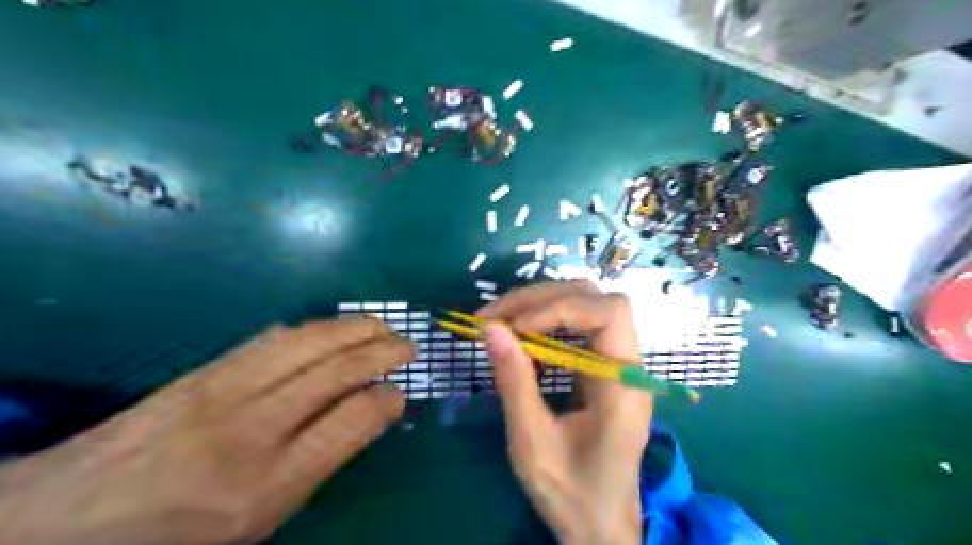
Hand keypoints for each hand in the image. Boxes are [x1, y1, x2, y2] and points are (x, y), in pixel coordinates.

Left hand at [0, 316, 412, 543]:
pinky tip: (329, 330)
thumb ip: (320, 461)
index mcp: (268, 484)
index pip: (352, 422)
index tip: (401, 393)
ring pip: (308, 342)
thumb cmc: (180, 531)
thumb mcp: (261, 518)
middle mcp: (250, 430)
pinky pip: (272, 338)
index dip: (387, 400)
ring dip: (354, 329)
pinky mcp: (205, 369)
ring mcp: (223, 391)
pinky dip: (312, 329)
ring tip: (380, 327)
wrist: (66, 517)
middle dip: (382, 351)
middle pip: (335, 371)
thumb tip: (368, 411)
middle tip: (407, 345)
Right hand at [477, 280, 651, 543]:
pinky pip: (577, 327)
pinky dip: (544, 322)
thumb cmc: (571, 492)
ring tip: (500, 320)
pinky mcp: (602, 368)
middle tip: (493, 316)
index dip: (560, 307)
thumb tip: (491, 328)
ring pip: (586, 305)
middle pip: (595, 299)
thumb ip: (514, 382)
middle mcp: (628, 365)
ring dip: (541, 305)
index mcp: (624, 386)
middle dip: (542, 299)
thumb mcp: (533, 442)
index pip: (609, 313)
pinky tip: (519, 335)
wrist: (600, 524)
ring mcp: (617, 364)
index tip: (514, 326)